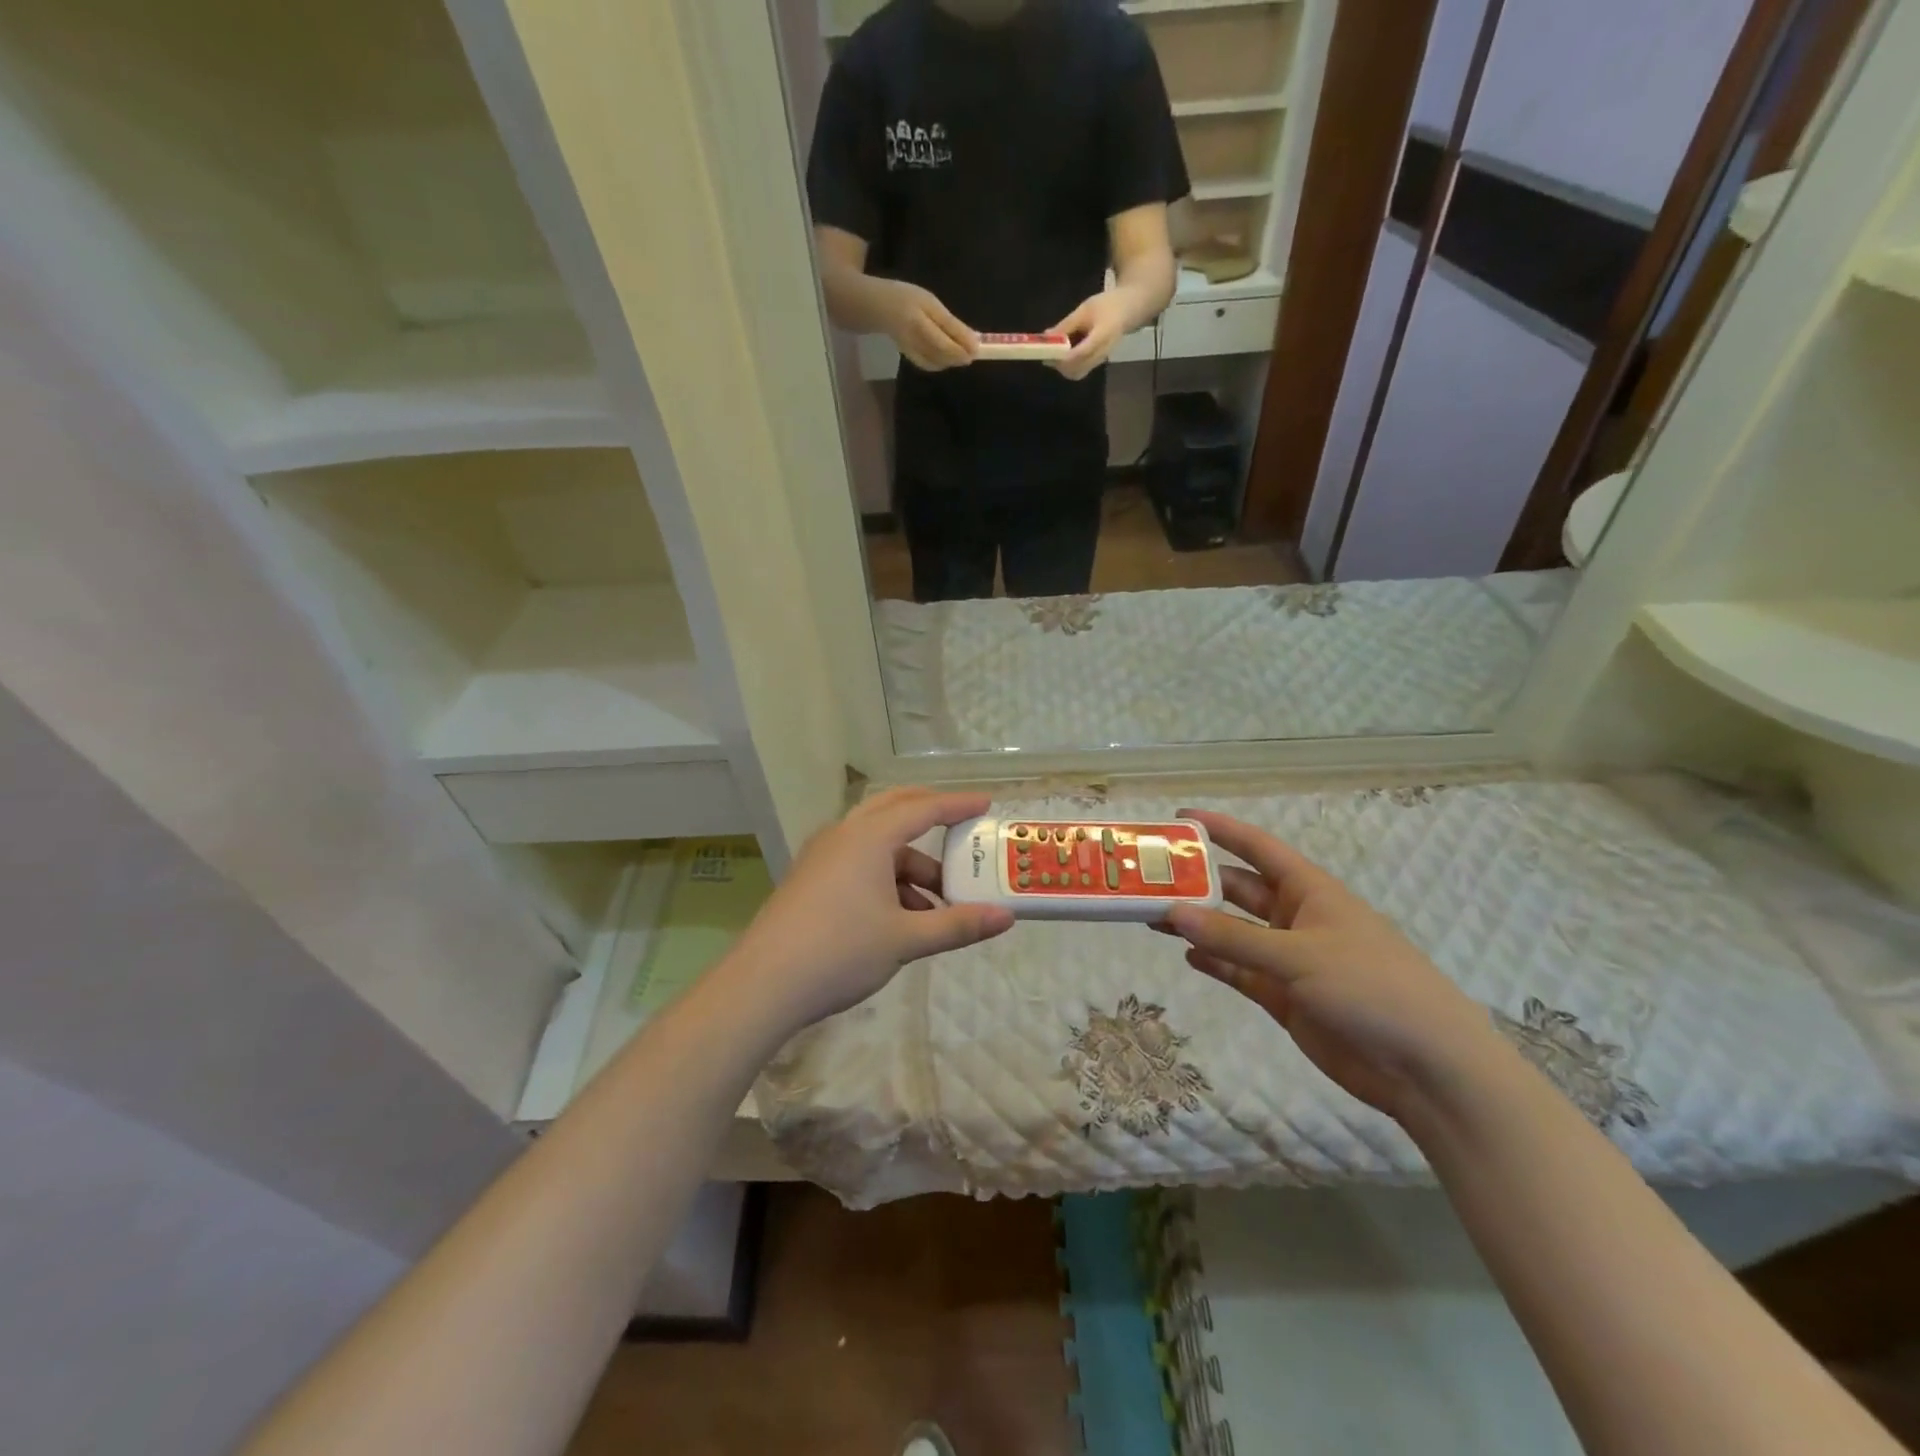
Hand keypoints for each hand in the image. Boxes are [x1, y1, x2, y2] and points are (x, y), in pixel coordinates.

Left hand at [731, 788, 1013, 1031]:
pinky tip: (900, 919)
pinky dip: (885, 879)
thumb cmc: (840, 951)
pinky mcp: (810, 878)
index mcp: (869, 837)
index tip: (986, 804)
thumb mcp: (906, 939)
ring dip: (910, 865)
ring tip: (937, 906)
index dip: (957, 806)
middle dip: (930, 818)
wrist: (763, 985)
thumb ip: (958, 925)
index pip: (923, 809)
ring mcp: (822, 856)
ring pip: (876, 844)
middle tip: (961, 830)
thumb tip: (1006, 918)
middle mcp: (843, 835)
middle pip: (894, 811)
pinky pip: (858, 863)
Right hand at [879, 281, 979, 371]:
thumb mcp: (930, 303)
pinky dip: (940, 364)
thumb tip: (973, 340)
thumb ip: (950, 323)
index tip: (978, 348)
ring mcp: (909, 349)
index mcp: (918, 320)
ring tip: (962, 355)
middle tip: (972, 354)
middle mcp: (912, 337)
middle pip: (941, 353)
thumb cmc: (907, 298)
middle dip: (959, 356)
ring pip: (935, 362)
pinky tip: (946, 358)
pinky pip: (927, 365)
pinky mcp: (907, 356)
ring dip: (951, 361)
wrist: (878, 307)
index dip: (962, 345)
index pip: (944, 338)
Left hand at [1051, 289, 1140, 380]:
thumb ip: (1066, 325)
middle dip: (1060, 365)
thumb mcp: (1085, 309)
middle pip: (1078, 369)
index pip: (1081, 353)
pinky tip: (1063, 355)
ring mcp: (1101, 360)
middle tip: (1047, 355)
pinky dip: (1069, 366)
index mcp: (1103, 335)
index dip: (1063, 357)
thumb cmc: (1107, 306)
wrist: (1129, 311)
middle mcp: (1103, 352)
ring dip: (1063, 368)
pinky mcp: (1098, 363)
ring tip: (1054, 354)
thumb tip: (1046, 337)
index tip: (1048, 354)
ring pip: (1078, 373)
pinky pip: (1081, 370)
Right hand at [1160, 810, 1503, 1119]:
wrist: (1426, 1068)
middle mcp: (1297, 919)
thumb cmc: (1370, 988)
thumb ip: (1234, 938)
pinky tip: (1186, 955)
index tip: (1180, 820)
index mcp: (1311, 892)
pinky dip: (1215, 963)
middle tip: (1149, 878)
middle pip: (1239, 890)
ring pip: (1234, 933)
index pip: (1258, 848)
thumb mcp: (1299, 955)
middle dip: (1199, 882)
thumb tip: (1174, 913)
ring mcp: (1291, 960)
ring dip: (1199, 924)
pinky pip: (1240, 972)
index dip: (1222, 829)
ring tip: (1152, 916)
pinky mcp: (1286, 998)